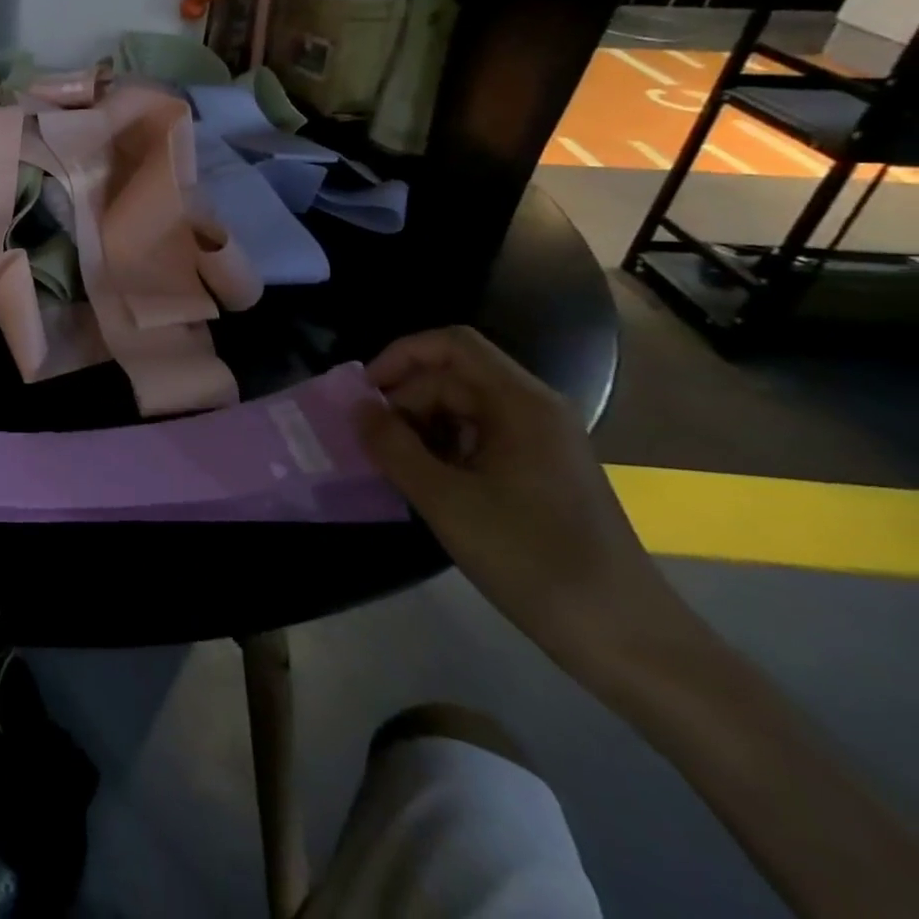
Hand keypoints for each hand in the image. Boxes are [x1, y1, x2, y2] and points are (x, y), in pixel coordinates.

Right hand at [360, 326, 678, 672]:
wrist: (627, 640)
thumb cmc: (532, 560)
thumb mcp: (445, 501)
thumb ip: (392, 446)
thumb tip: (357, 408)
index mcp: (520, 403)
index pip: (451, 344)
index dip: (400, 356)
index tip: (365, 396)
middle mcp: (534, 410)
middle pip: (453, 377)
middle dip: (405, 402)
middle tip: (373, 446)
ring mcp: (541, 442)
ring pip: (462, 409)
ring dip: (420, 429)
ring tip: (395, 469)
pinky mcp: (541, 472)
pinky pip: (479, 439)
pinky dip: (443, 451)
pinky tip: (428, 487)